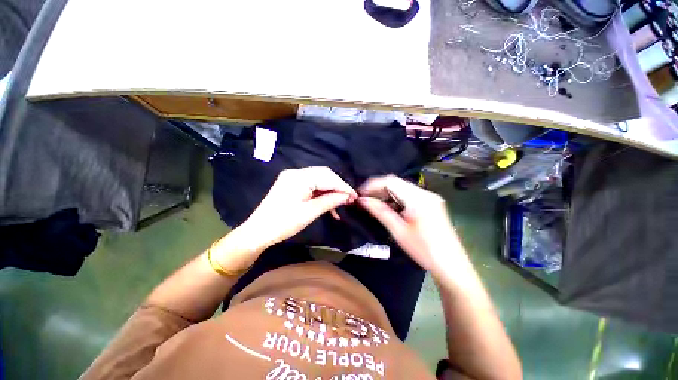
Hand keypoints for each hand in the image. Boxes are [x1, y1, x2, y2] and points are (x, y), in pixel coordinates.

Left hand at [213, 167, 357, 270]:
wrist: (257, 232)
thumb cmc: (283, 223)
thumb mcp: (310, 213)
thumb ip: (330, 201)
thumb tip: (348, 197)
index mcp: (299, 177)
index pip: (327, 177)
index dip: (343, 186)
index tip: (355, 196)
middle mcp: (296, 173)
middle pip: (324, 175)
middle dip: (338, 187)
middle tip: (349, 199)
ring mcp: (292, 177)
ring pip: (318, 180)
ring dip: (330, 191)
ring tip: (340, 204)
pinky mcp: (291, 184)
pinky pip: (311, 185)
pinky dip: (321, 193)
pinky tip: (328, 203)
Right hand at [358, 175, 461, 273]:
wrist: (451, 265)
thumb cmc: (424, 250)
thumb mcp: (398, 231)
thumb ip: (380, 212)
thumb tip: (362, 200)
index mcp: (419, 198)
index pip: (390, 181)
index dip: (372, 184)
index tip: (360, 193)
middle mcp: (425, 193)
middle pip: (396, 183)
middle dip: (378, 189)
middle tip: (364, 199)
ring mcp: (429, 197)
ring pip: (401, 188)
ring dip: (386, 194)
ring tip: (373, 204)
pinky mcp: (430, 203)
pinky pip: (408, 195)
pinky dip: (395, 199)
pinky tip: (388, 208)